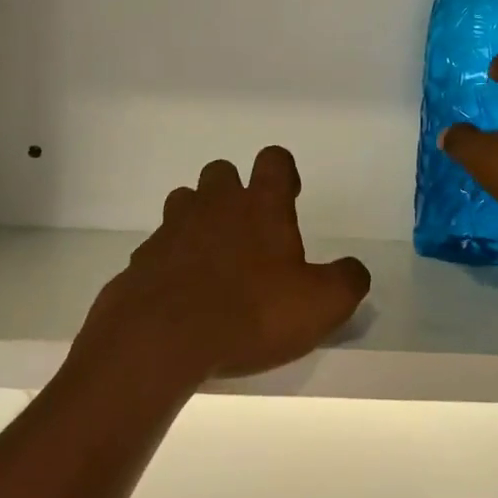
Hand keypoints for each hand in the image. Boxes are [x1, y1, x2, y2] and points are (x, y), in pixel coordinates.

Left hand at [76, 147, 371, 390]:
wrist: (164, 337)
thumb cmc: (252, 313)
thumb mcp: (321, 305)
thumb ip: (347, 281)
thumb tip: (353, 269)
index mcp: (261, 206)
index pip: (274, 160)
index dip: (283, 172)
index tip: (289, 196)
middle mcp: (215, 205)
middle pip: (221, 172)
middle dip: (235, 191)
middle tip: (249, 232)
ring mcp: (173, 228)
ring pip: (185, 201)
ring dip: (200, 218)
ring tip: (213, 257)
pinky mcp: (143, 257)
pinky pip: (160, 245)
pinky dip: (172, 258)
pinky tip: (182, 291)